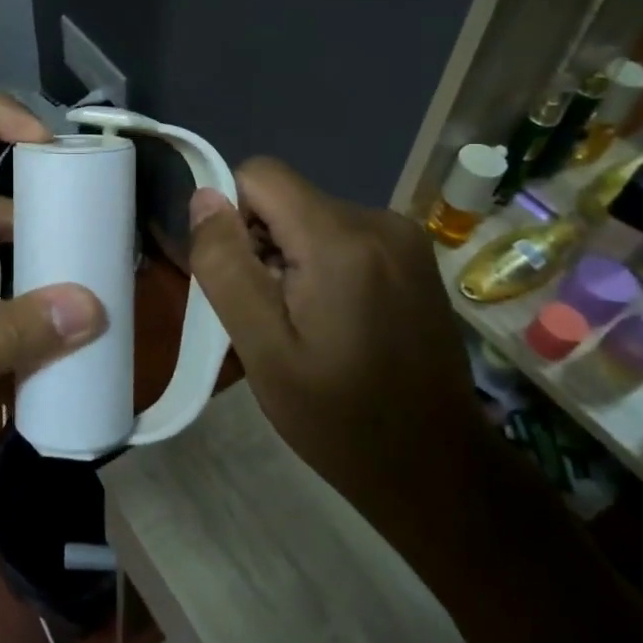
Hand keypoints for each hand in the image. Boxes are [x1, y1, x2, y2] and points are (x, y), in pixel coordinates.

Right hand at [186, 158, 485, 554]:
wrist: (437, 469)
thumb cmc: (339, 417)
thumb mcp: (263, 349)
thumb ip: (226, 266)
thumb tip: (204, 197)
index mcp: (341, 240)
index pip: (260, 174)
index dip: (234, 217)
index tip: (243, 280)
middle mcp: (380, 221)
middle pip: (286, 199)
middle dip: (263, 244)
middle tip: (272, 317)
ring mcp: (405, 237)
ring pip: (311, 218)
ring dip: (292, 259)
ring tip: (305, 325)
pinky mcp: (414, 256)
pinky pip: (342, 235)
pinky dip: (322, 265)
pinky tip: (336, 321)